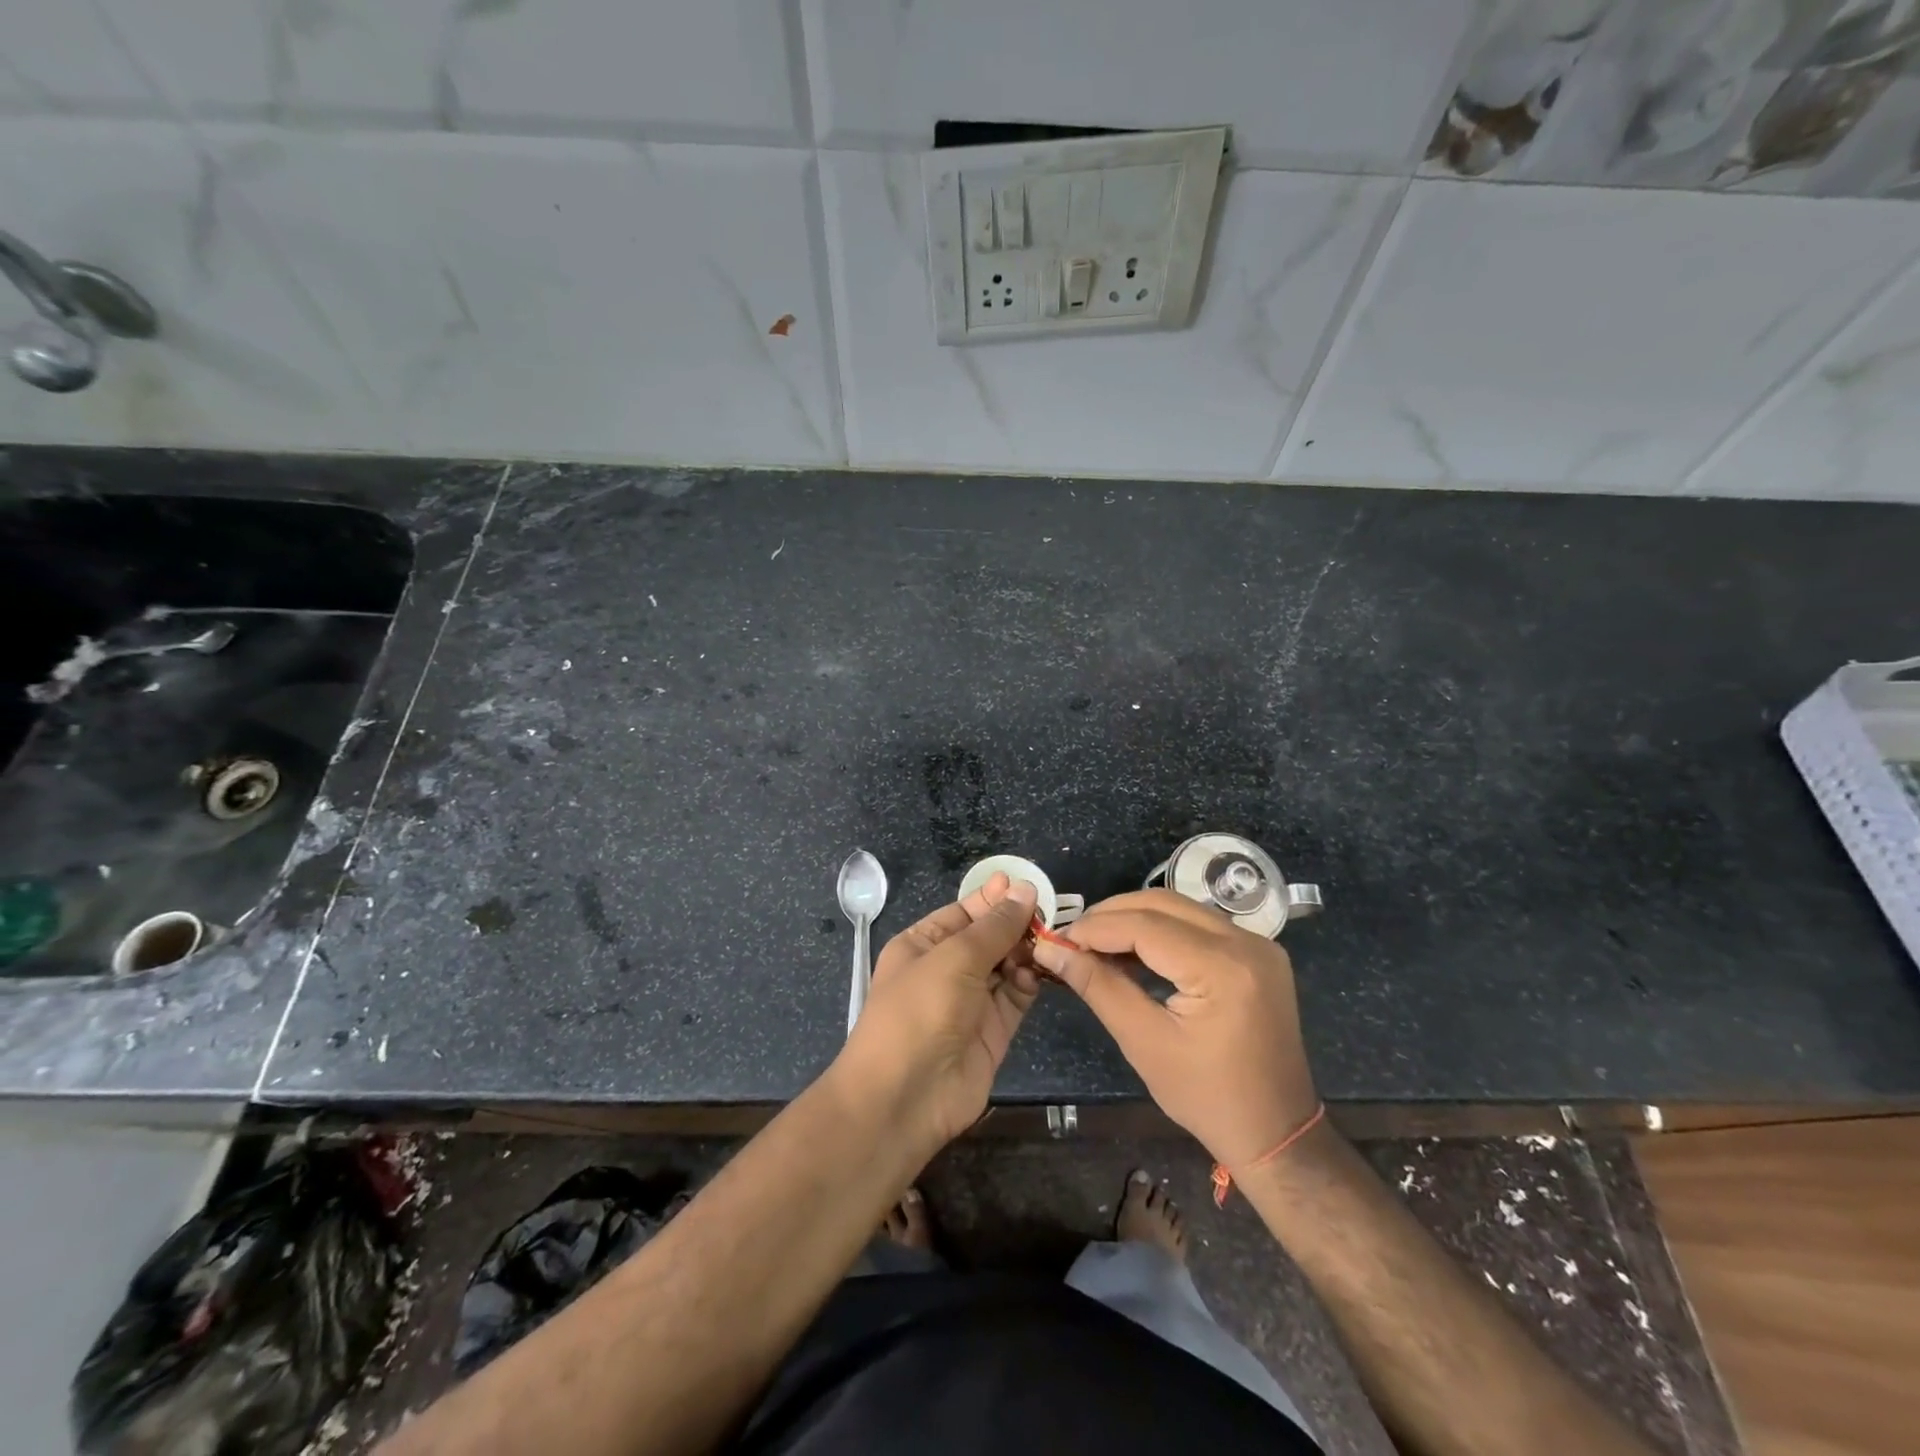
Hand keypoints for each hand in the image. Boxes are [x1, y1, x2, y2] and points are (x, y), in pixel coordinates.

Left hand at [834, 873, 1040, 1157]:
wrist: (904, 1097)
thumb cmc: (919, 1010)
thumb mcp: (955, 957)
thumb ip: (995, 926)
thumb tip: (1024, 890)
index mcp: (922, 945)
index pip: (964, 913)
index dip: (994, 899)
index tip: (1028, 886)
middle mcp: (946, 970)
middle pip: (988, 938)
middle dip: (1016, 925)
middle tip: (1049, 914)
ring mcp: (970, 1002)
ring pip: (1006, 966)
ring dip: (1026, 953)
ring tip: (1048, 940)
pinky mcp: (992, 1032)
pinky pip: (1015, 998)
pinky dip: (1028, 983)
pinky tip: (1038, 972)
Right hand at [1030, 889, 1317, 1168]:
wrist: (1278, 1133)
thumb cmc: (1207, 1098)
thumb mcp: (1144, 1043)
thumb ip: (1098, 987)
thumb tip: (1051, 950)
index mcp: (1223, 968)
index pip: (1145, 925)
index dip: (1095, 927)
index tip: (1057, 939)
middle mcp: (1246, 942)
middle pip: (1163, 904)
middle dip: (1112, 915)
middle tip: (1072, 938)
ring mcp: (1258, 944)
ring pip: (1180, 909)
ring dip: (1134, 919)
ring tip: (1095, 943)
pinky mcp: (1258, 953)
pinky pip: (1199, 925)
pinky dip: (1162, 931)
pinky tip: (1133, 952)